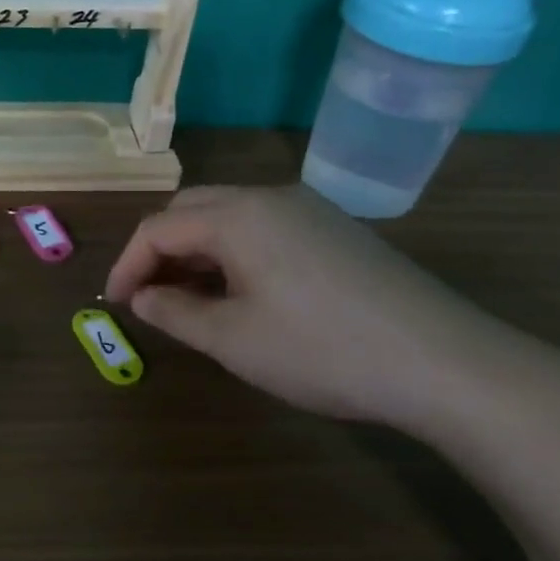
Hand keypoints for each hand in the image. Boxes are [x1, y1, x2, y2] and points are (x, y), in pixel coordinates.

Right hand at [104, 185, 510, 433]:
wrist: (443, 363)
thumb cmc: (322, 351)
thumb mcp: (233, 340)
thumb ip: (174, 313)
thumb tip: (144, 297)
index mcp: (238, 215)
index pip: (158, 228)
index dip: (127, 265)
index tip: (116, 305)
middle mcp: (271, 197)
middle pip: (191, 209)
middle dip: (160, 250)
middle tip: (149, 297)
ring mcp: (310, 210)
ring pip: (230, 217)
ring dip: (197, 251)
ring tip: (189, 299)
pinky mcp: (336, 230)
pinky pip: (264, 228)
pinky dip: (234, 253)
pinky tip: (242, 293)